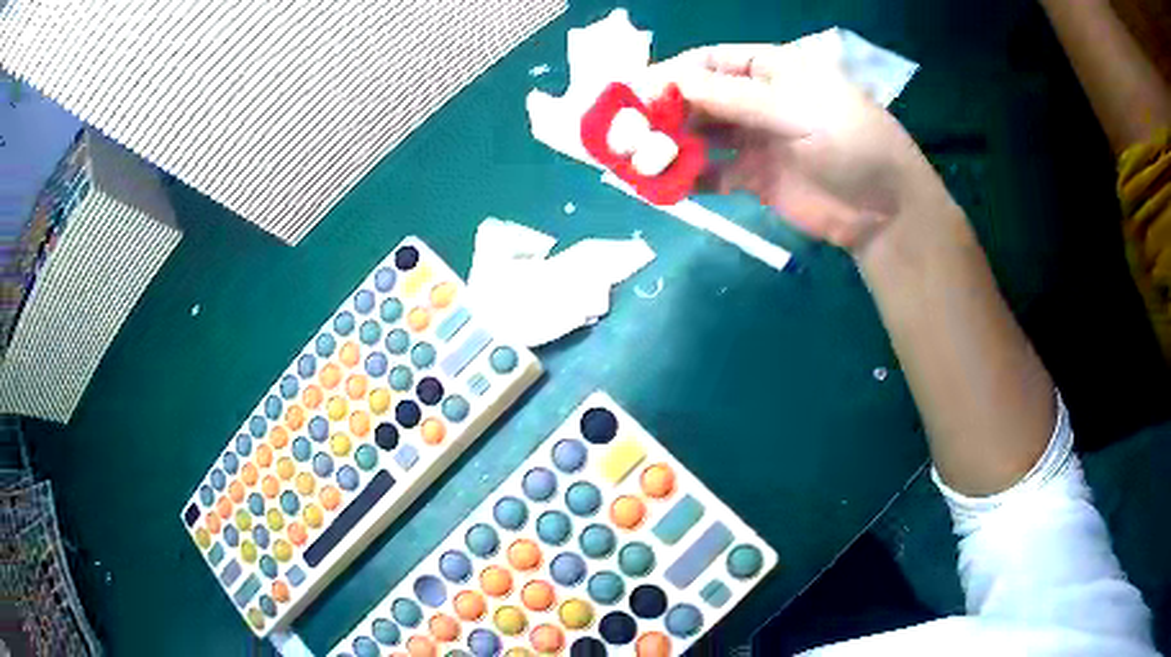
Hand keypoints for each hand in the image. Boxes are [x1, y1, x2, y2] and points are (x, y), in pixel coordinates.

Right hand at [646, 44, 951, 251]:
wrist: (884, 210)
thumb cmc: (849, 142)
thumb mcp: (795, 109)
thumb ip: (734, 98)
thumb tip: (673, 82)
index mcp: (770, 70)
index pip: (710, 62)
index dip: (673, 73)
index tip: (637, 92)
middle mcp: (757, 100)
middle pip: (700, 98)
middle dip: (665, 112)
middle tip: (629, 131)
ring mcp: (755, 140)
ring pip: (702, 135)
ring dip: (672, 145)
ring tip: (639, 160)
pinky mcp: (754, 178)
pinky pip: (713, 172)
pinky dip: (690, 177)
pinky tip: (667, 184)